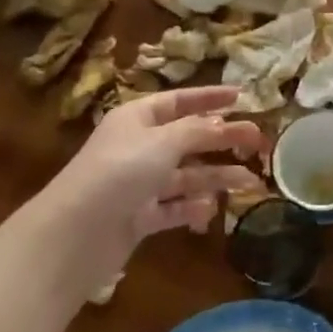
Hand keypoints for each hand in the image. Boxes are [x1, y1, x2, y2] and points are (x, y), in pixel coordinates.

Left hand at [41, 86, 264, 261]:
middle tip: (258, 142)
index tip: (241, 96)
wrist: (74, 235)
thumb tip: (227, 123)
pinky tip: (210, 210)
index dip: (210, 97)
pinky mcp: (139, 216)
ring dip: (217, 176)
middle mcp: (139, 147)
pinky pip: (174, 207)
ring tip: (250, 182)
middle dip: (223, 140)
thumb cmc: (119, 172)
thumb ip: (200, 131)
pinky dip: (193, 208)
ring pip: (187, 175)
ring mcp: (139, 183)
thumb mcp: (164, 142)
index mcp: (138, 118)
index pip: (180, 101)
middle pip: (189, 138)